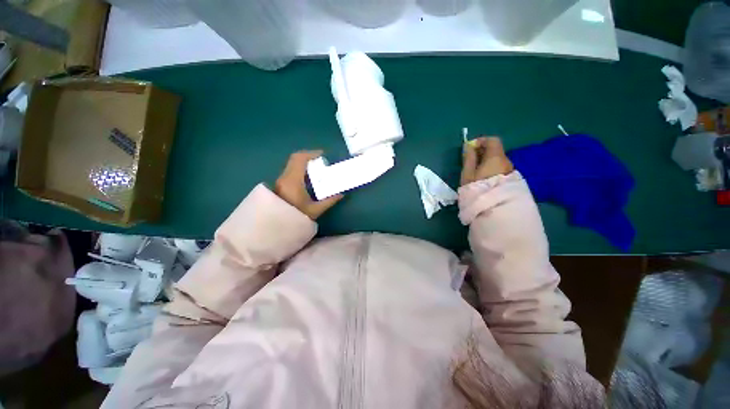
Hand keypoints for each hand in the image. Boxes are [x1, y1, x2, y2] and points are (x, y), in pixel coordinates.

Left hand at [275, 150, 342, 219]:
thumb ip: (329, 201)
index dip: (311, 154)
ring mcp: (281, 180)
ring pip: (292, 164)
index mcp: (293, 181)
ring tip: (316, 168)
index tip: (323, 155)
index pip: (300, 160)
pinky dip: (300, 168)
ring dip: (304, 163)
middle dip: (309, 156)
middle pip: (295, 159)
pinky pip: (291, 170)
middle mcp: (285, 177)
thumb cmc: (295, 218)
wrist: (276, 227)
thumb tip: (341, 194)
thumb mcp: (315, 210)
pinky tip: (309, 177)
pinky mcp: (280, 184)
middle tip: (321, 160)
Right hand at [461, 137, 513, 185]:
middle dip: (482, 152)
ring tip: (475, 172)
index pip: (493, 140)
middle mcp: (506, 161)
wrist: (493, 208)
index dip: (481, 141)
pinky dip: (491, 168)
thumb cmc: (477, 189)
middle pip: (496, 150)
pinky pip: (500, 168)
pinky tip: (483, 178)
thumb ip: (468, 158)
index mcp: (496, 157)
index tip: (470, 148)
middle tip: (470, 161)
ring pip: (497, 160)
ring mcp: (510, 171)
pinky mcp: (510, 179)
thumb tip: (468, 145)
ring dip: (487, 161)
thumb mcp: (468, 173)